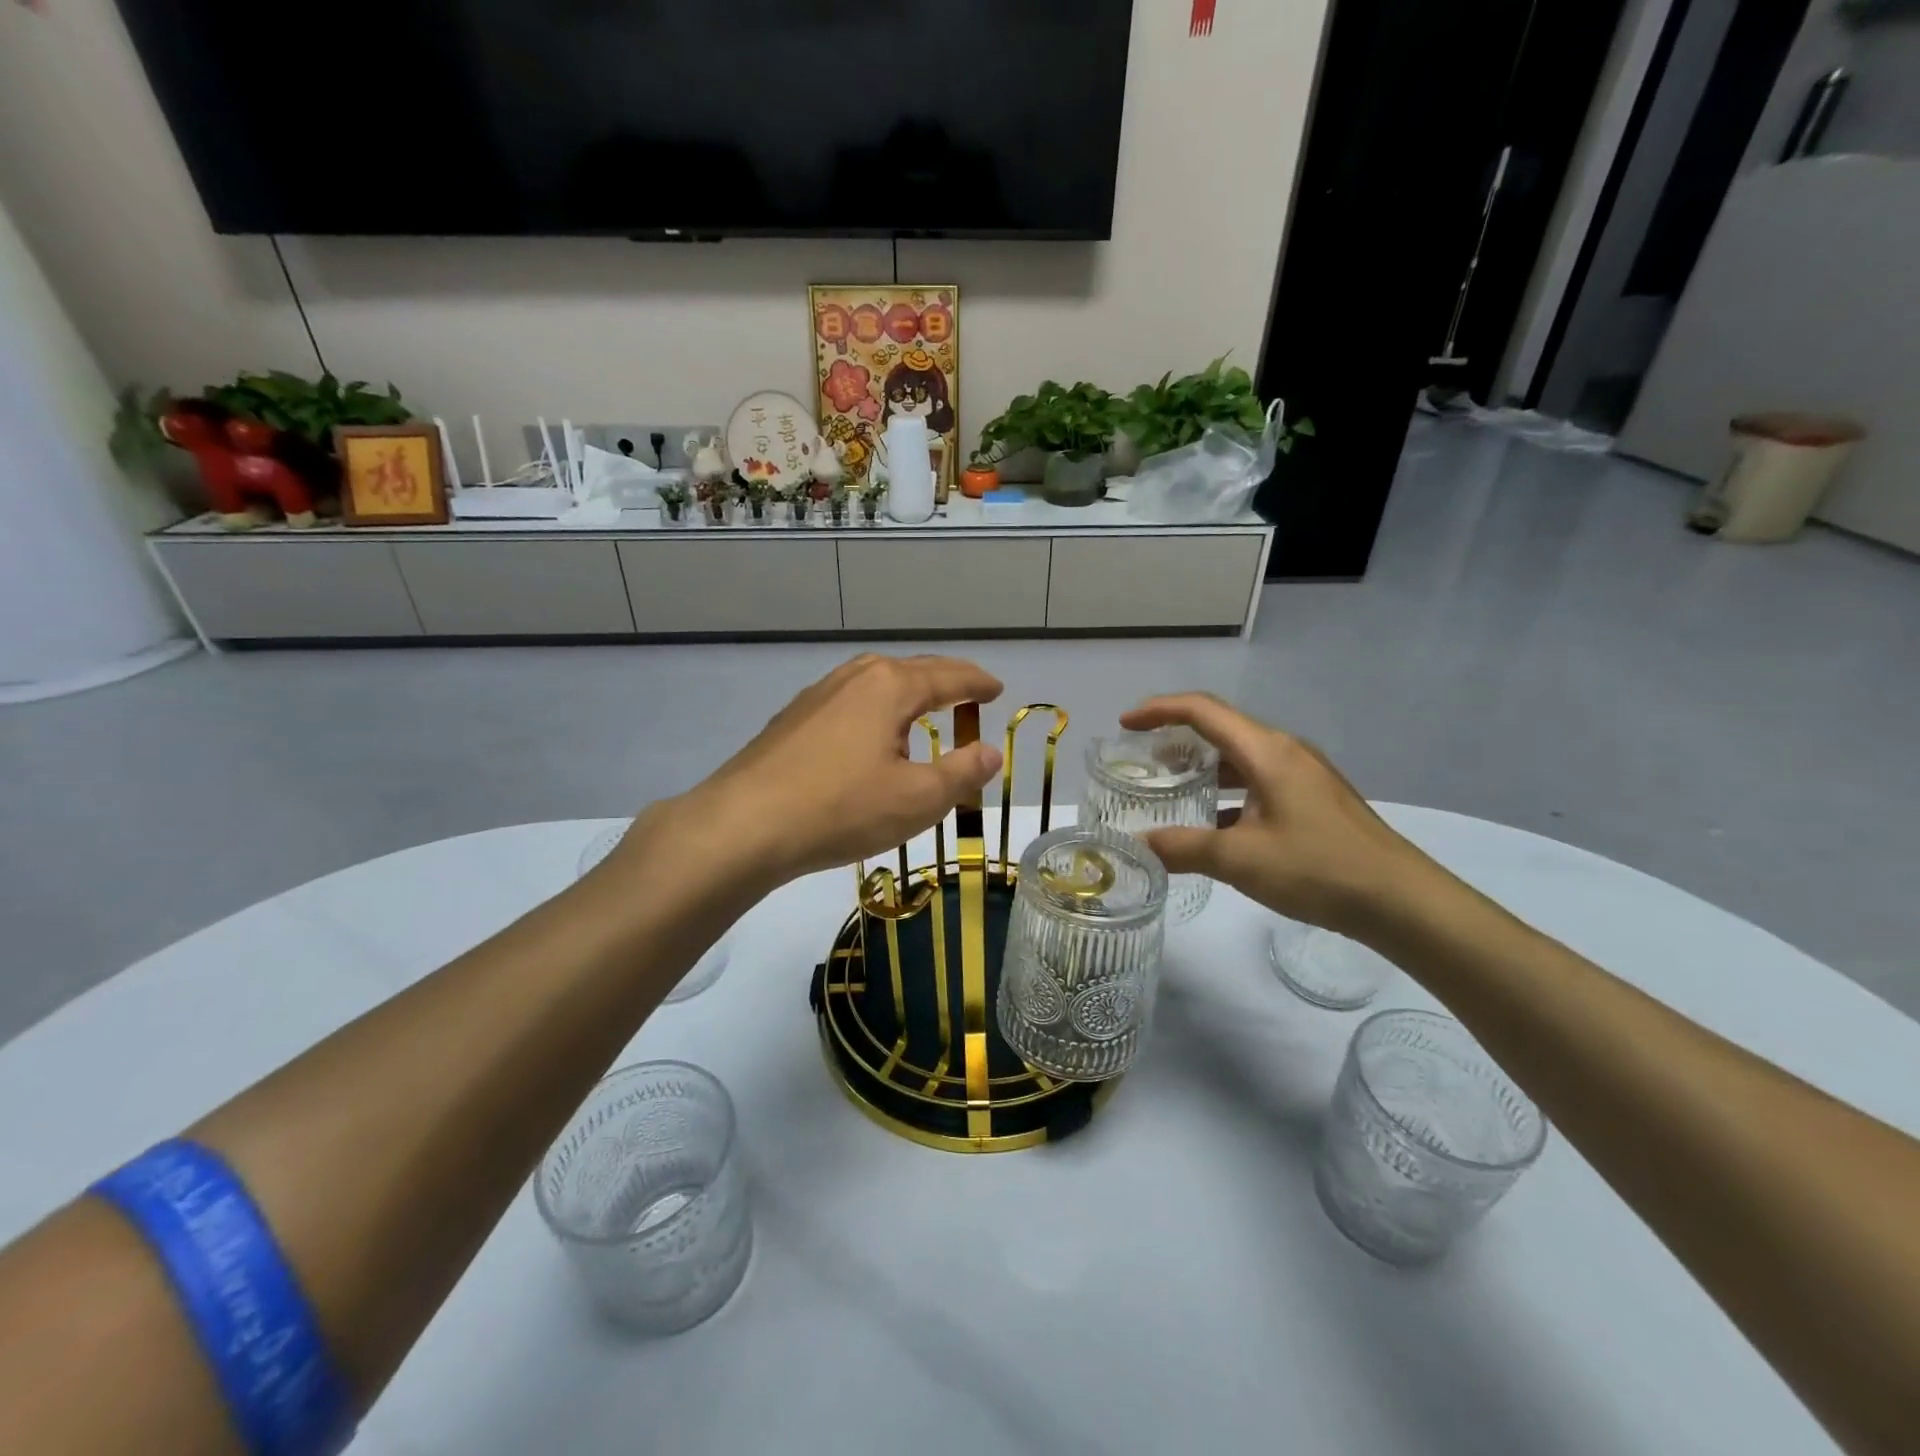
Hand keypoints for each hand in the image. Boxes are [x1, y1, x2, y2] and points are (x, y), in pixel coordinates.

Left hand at [629, 655, 1005, 891]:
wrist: (745, 824)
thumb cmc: (842, 808)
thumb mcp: (917, 799)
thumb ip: (961, 773)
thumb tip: (990, 752)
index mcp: (890, 686)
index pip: (948, 677)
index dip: (977, 683)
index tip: (997, 689)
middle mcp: (854, 678)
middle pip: (911, 671)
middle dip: (944, 681)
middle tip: (968, 694)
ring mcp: (817, 695)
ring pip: (874, 683)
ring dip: (906, 692)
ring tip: (923, 709)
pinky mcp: (792, 719)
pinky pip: (848, 702)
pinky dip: (875, 710)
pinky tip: (868, 735)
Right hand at [1121, 694, 1442, 935]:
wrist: (1401, 901)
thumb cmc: (1318, 869)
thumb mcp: (1240, 859)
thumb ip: (1182, 848)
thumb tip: (1136, 844)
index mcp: (1266, 751)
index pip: (1202, 710)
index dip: (1159, 710)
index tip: (1124, 725)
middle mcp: (1285, 752)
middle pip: (1221, 729)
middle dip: (1176, 739)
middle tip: (1141, 763)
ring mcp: (1303, 776)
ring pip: (1240, 758)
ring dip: (1202, 767)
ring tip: (1170, 790)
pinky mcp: (1313, 800)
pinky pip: (1258, 781)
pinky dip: (1227, 792)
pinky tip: (1213, 824)